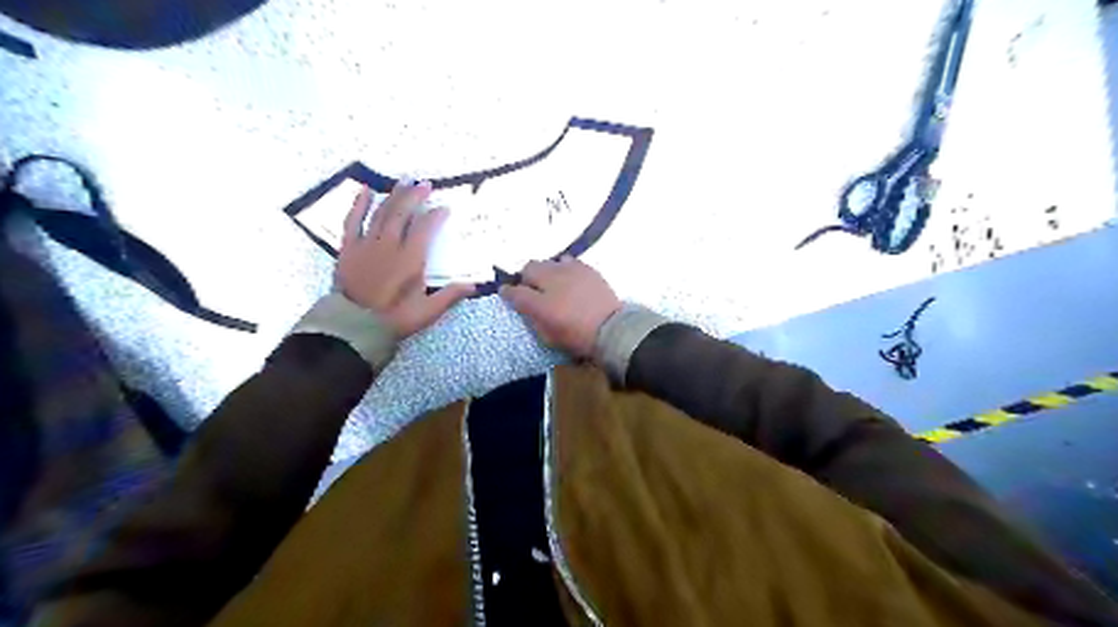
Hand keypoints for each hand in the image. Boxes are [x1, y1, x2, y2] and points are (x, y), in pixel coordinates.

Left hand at [331, 180, 471, 337]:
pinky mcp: (349, 248)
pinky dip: (359, 204)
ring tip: (404, 180)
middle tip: (425, 183)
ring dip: (394, 195)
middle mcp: (390, 245)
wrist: (355, 325)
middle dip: (415, 196)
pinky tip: (365, 190)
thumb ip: (450, 296)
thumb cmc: (395, 318)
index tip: (444, 208)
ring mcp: (367, 244)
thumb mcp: (427, 311)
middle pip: (403, 213)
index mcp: (411, 259)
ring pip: (382, 213)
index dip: (435, 216)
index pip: (425, 228)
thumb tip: (473, 286)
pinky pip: (353, 221)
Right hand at [503, 255, 624, 362]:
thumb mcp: (548, 336)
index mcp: (540, 303)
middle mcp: (552, 280)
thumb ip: (533, 318)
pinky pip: (568, 261)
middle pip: (530, 268)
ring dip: (545, 271)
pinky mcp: (587, 268)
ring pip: (549, 262)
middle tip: (530, 288)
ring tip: (551, 282)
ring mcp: (571, 271)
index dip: (508, 292)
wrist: (612, 330)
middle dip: (526, 277)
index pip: (515, 291)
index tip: (506, 293)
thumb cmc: (577, 338)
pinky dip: (563, 268)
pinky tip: (568, 279)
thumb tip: (524, 306)